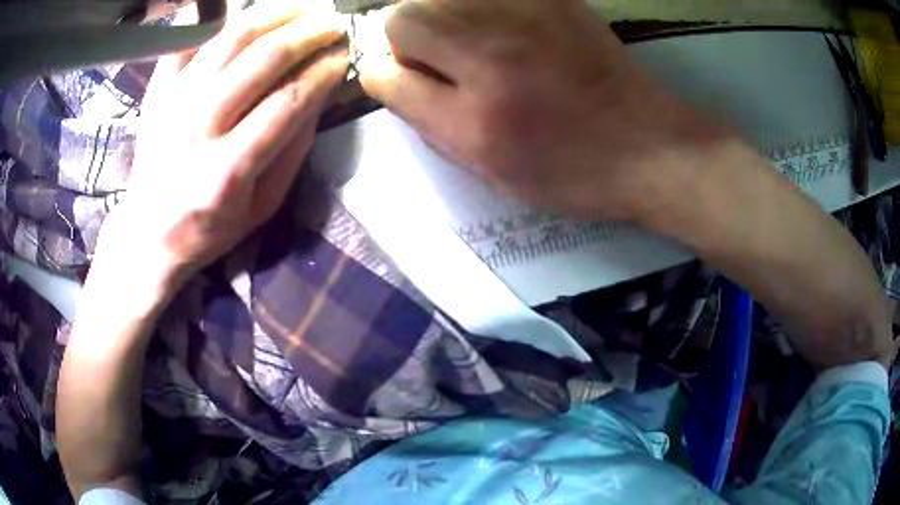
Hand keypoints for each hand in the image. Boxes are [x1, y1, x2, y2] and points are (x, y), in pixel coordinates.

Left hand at [95, 3, 347, 293]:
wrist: (147, 233)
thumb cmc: (208, 228)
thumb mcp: (261, 208)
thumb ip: (292, 152)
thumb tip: (318, 95)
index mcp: (226, 170)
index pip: (288, 100)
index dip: (324, 71)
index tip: (346, 56)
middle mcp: (197, 127)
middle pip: (262, 58)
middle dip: (309, 33)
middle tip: (335, 24)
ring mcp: (172, 103)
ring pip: (231, 38)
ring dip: (275, 15)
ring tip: (303, 9)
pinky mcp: (157, 91)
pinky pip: (191, 39)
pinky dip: (220, 19)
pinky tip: (248, 17)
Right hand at [360, 0, 725, 220]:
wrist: (646, 146)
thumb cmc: (571, 172)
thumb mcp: (492, 172)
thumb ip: (431, 126)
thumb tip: (395, 82)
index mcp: (474, 121)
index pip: (386, 76)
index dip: (384, 77)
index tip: (402, 80)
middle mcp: (492, 59)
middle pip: (404, 19)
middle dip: (406, 39)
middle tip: (439, 57)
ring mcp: (526, 19)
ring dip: (443, 18)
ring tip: (474, 40)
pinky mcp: (554, 0)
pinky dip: (480, 6)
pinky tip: (504, 26)